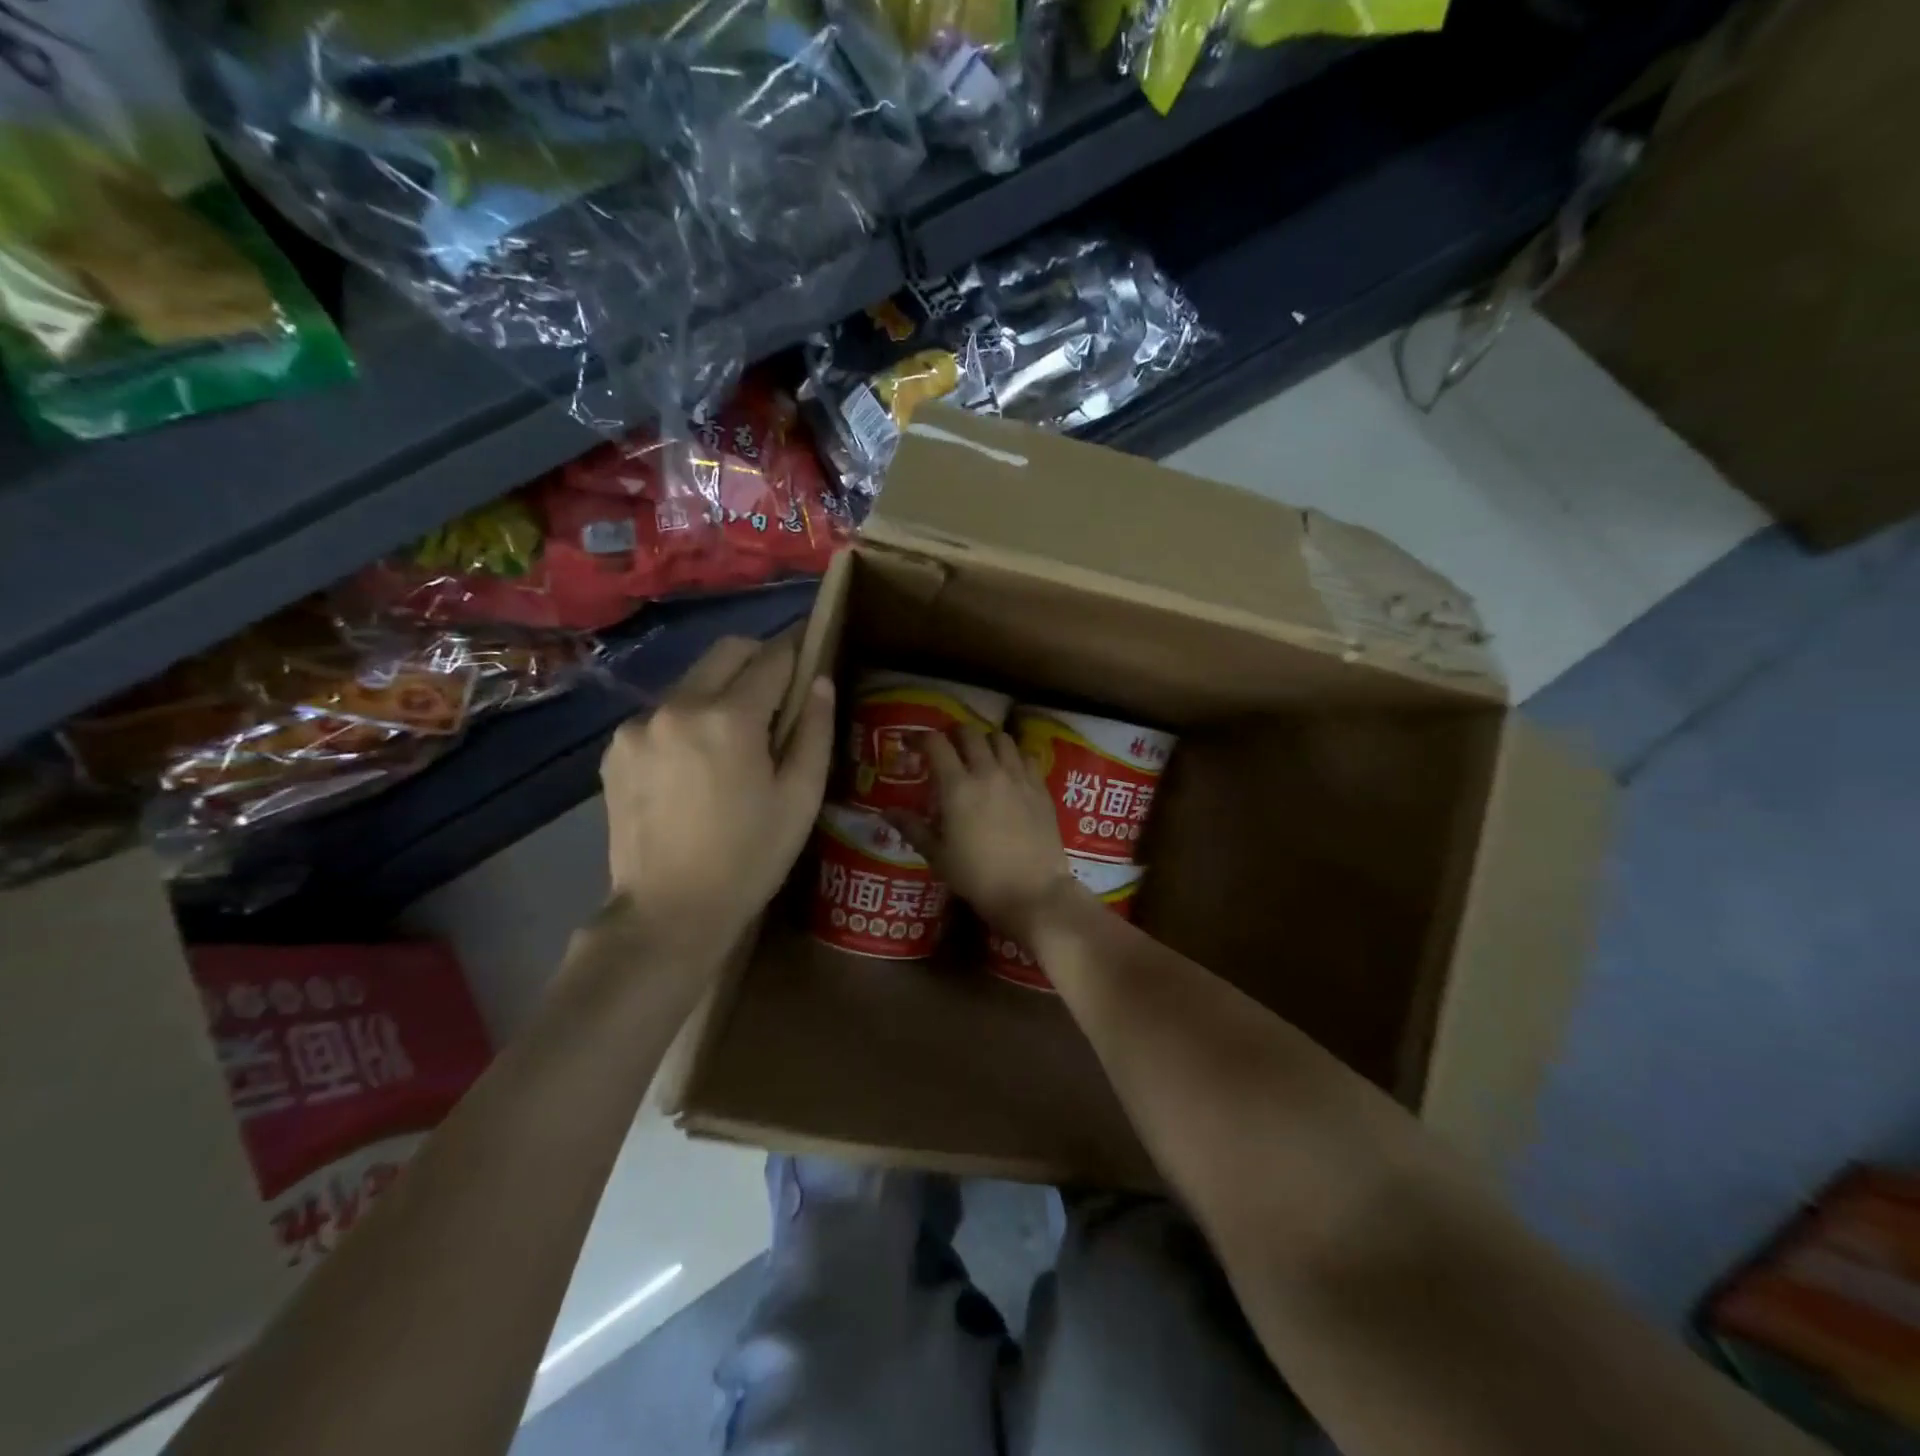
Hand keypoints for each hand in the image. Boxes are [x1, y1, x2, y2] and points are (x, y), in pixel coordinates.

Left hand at [599, 634, 833, 966]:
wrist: (668, 912)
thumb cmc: (750, 857)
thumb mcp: (800, 798)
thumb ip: (814, 730)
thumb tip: (819, 680)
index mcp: (729, 718)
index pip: (772, 658)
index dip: (798, 649)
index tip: (811, 648)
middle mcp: (677, 706)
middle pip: (726, 651)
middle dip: (759, 657)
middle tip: (779, 691)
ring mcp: (639, 725)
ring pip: (692, 680)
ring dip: (721, 691)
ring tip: (735, 738)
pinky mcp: (616, 748)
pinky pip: (663, 713)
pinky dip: (687, 720)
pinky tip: (695, 763)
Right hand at [888, 728, 1075, 936]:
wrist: (1032, 892)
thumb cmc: (978, 877)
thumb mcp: (938, 856)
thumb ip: (913, 828)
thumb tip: (887, 812)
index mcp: (957, 787)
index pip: (936, 744)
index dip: (919, 737)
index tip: (910, 743)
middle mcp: (988, 772)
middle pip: (970, 733)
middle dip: (954, 734)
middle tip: (947, 748)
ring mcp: (1018, 777)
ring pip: (1002, 739)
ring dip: (986, 740)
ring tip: (980, 755)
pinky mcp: (1040, 788)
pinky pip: (1027, 757)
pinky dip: (1014, 756)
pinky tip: (1009, 771)